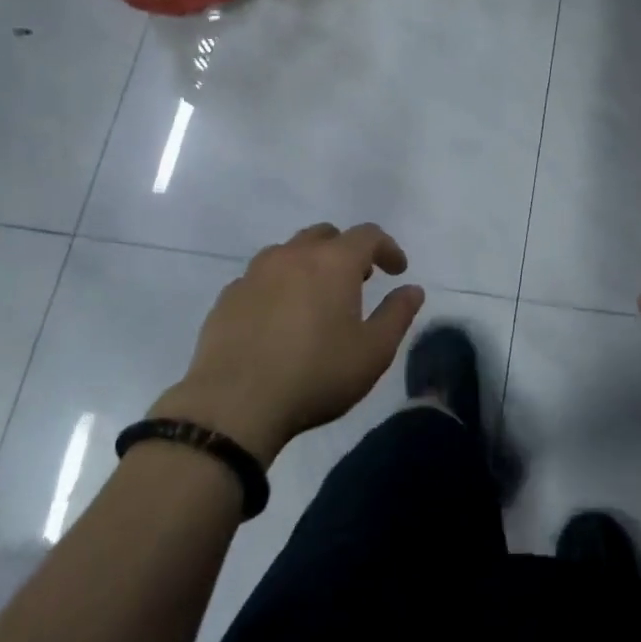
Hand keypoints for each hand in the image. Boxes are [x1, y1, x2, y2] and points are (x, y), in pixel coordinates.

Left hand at [151, 223, 424, 465]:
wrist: (233, 406)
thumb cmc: (316, 375)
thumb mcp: (373, 352)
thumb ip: (398, 314)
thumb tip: (412, 289)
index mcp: (334, 262)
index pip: (368, 235)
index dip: (388, 248)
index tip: (397, 271)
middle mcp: (293, 255)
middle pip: (325, 235)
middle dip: (347, 251)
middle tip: (358, 280)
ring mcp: (255, 273)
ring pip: (289, 252)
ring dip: (310, 264)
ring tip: (317, 297)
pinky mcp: (228, 297)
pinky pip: (260, 278)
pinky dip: (278, 286)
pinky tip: (279, 318)